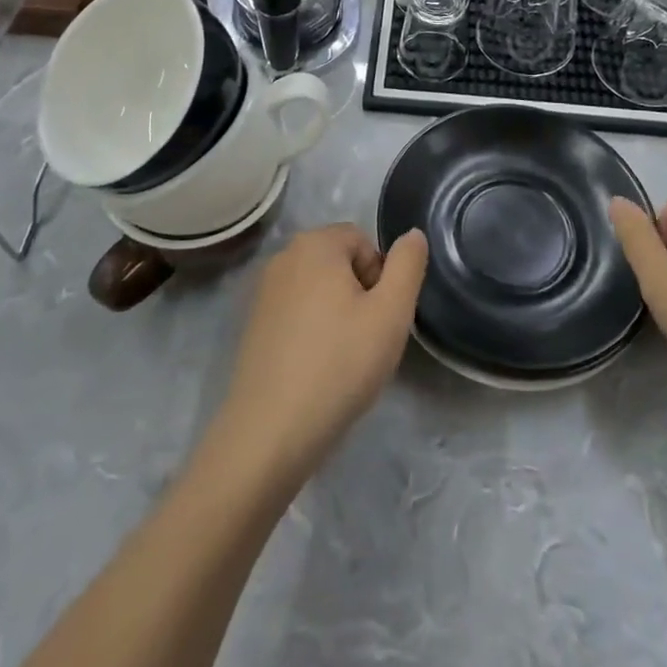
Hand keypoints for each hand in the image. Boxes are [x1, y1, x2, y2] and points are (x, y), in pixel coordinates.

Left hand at [213, 224, 428, 485]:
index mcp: (315, 243)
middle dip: (359, 294)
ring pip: (319, 289)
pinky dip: (311, 331)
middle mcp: (284, 256)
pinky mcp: (253, 323)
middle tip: (365, 340)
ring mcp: (264, 291)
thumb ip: (408, 265)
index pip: (363, 240)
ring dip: (337, 314)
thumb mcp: (391, 313)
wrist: (270, 432)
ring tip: (341, 359)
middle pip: (340, 262)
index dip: (380, 278)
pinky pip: (296, 312)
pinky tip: (315, 370)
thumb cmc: (339, 365)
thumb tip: (412, 234)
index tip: (379, 319)